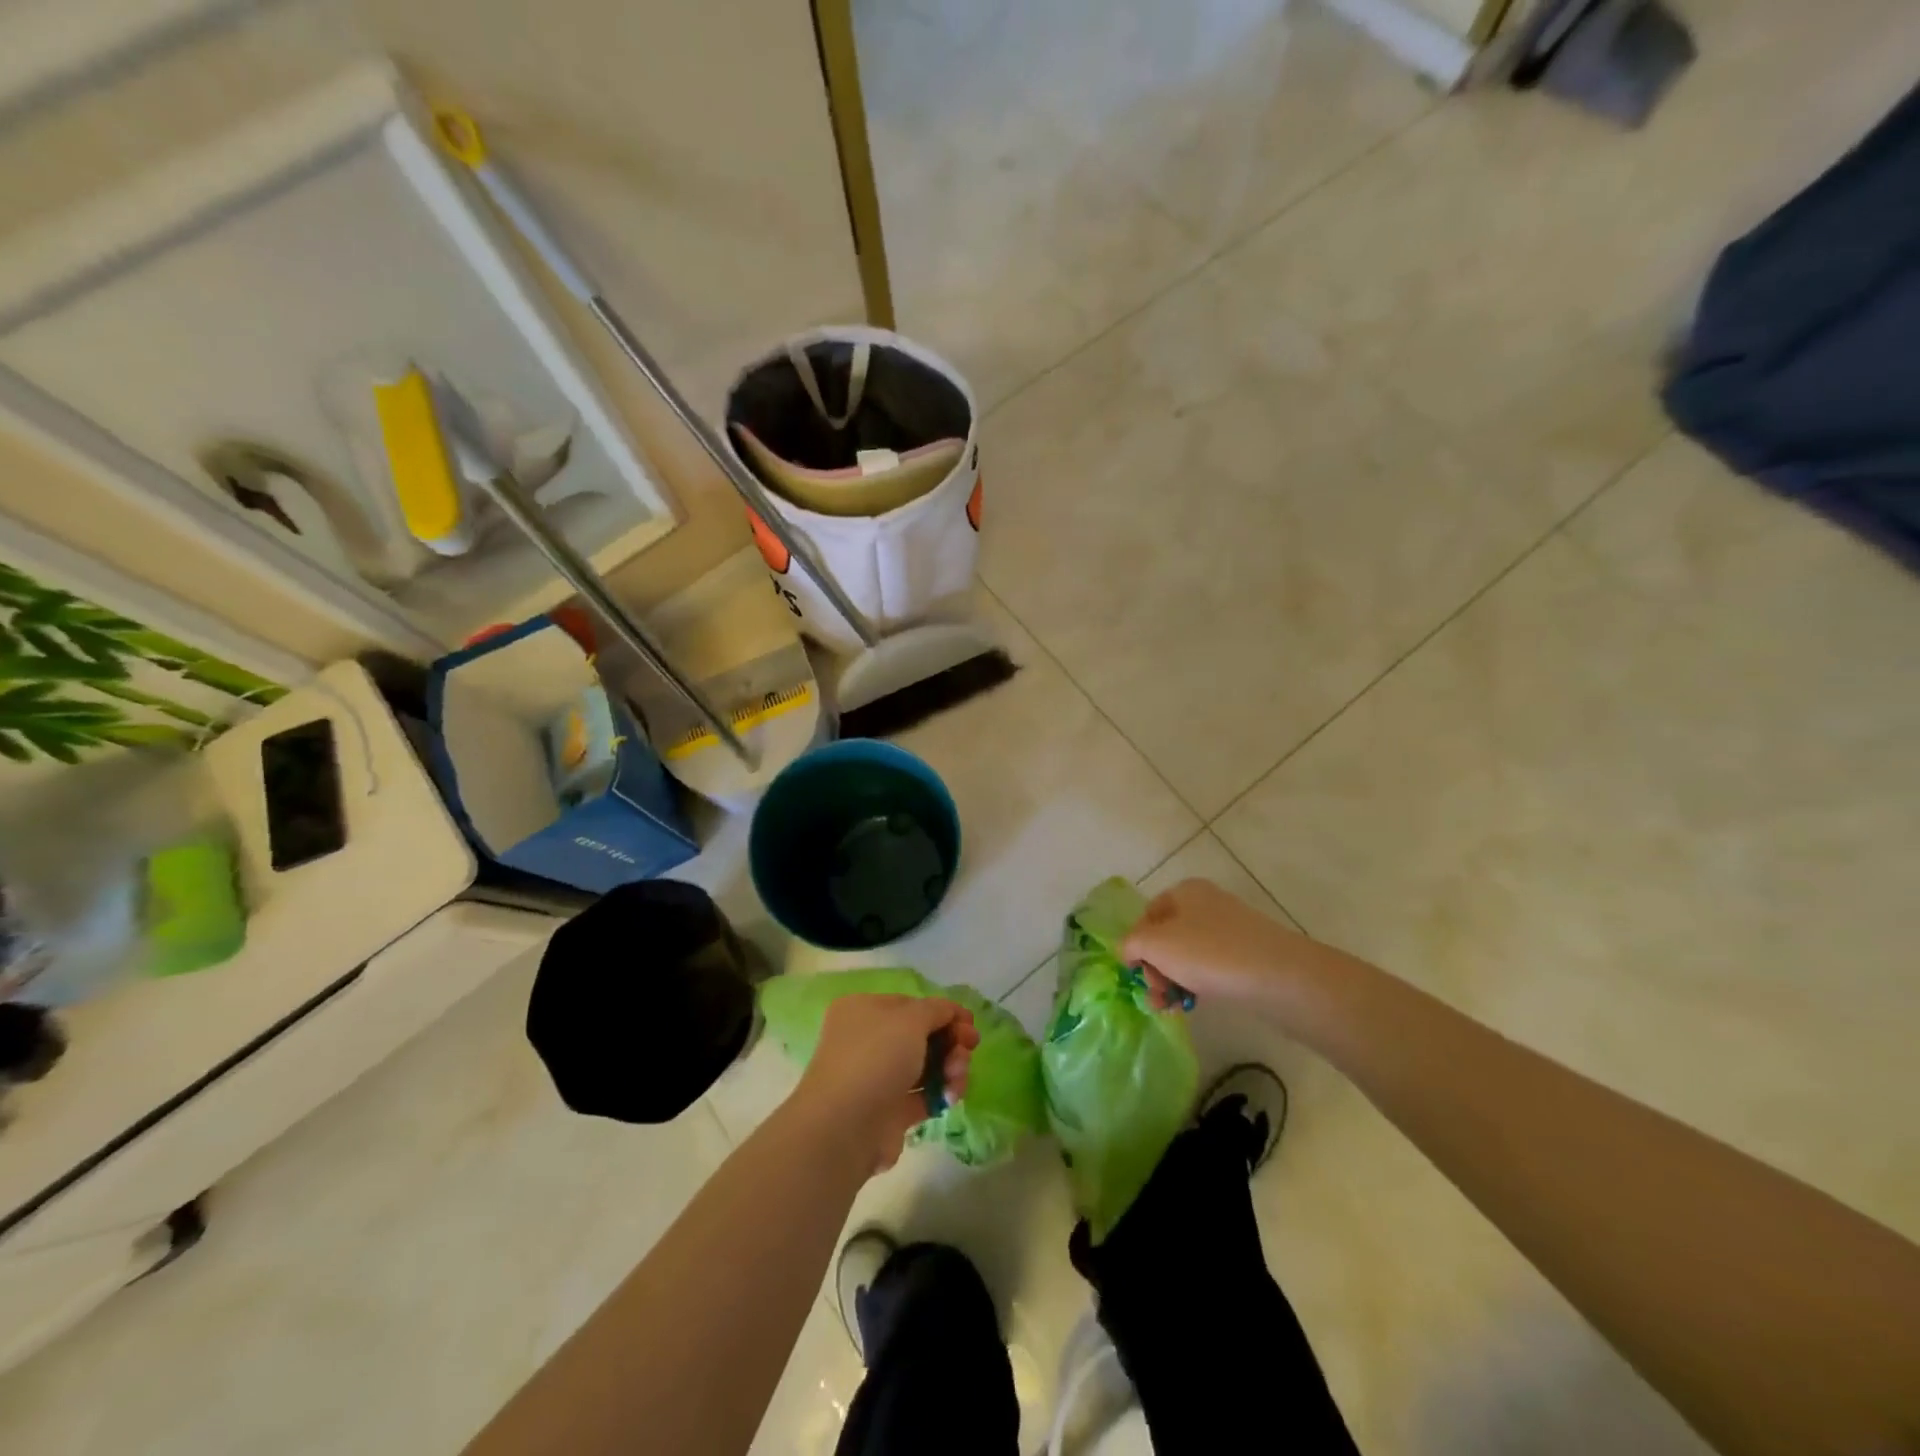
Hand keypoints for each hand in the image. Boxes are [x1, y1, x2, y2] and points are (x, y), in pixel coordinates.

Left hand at [788, 995, 979, 1175]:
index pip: (911, 1005)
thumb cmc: (876, 1058)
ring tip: (957, 1077)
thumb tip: (950, 1011)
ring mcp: (877, 1077)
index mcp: (863, 1010)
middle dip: (951, 1041)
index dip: (943, 1012)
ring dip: (950, 1067)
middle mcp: (867, 1041)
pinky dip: (941, 1093)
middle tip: (970, 1048)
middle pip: (921, 1035)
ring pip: (925, 1066)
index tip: (971, 1023)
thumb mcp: (911, 1019)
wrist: (846, 1127)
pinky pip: (923, 1095)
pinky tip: (951, 1096)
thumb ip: (936, 1010)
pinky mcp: (889, 1111)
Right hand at [1125, 878, 1313, 1010]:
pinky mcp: (1249, 955)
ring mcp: (1231, 929)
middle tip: (1156, 995)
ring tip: (1172, 1007)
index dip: (1136, 944)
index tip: (1137, 974)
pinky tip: (1197, 1004)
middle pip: (1167, 937)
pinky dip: (1199, 984)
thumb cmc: (1208, 953)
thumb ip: (1131, 944)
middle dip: (1155, 968)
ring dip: (1174, 980)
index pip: (1147, 915)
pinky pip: (1213, 967)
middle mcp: (1207, 904)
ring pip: (1189, 955)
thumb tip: (1128, 951)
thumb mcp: (1155, 945)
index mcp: (1184, 891)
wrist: (1278, 977)